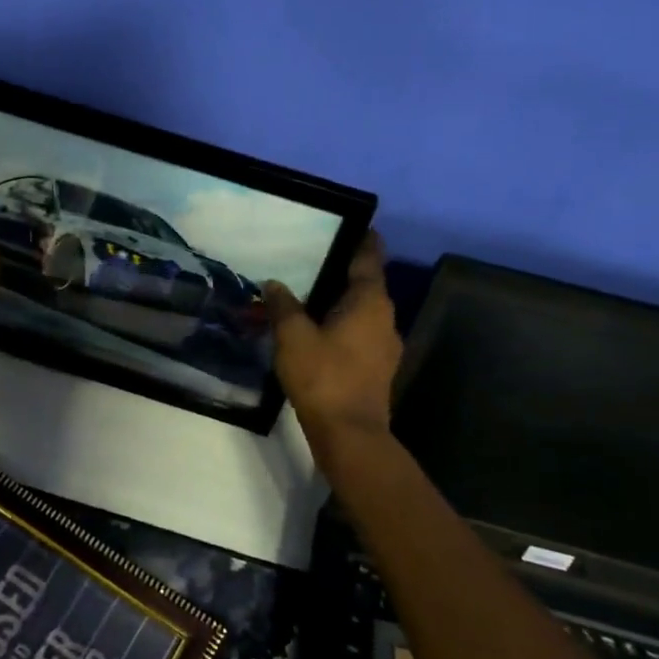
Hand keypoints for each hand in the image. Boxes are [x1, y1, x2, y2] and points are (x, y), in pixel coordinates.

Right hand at [264, 233, 401, 448]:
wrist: (350, 434)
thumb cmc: (324, 376)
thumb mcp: (293, 336)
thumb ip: (283, 306)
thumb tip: (273, 284)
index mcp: (369, 301)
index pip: (369, 258)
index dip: (363, 239)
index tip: (355, 224)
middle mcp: (385, 318)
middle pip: (367, 284)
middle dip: (344, 271)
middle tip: (314, 258)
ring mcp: (384, 346)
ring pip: (363, 312)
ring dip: (341, 302)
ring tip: (310, 294)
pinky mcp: (377, 368)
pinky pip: (359, 334)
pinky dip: (342, 325)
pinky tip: (317, 331)